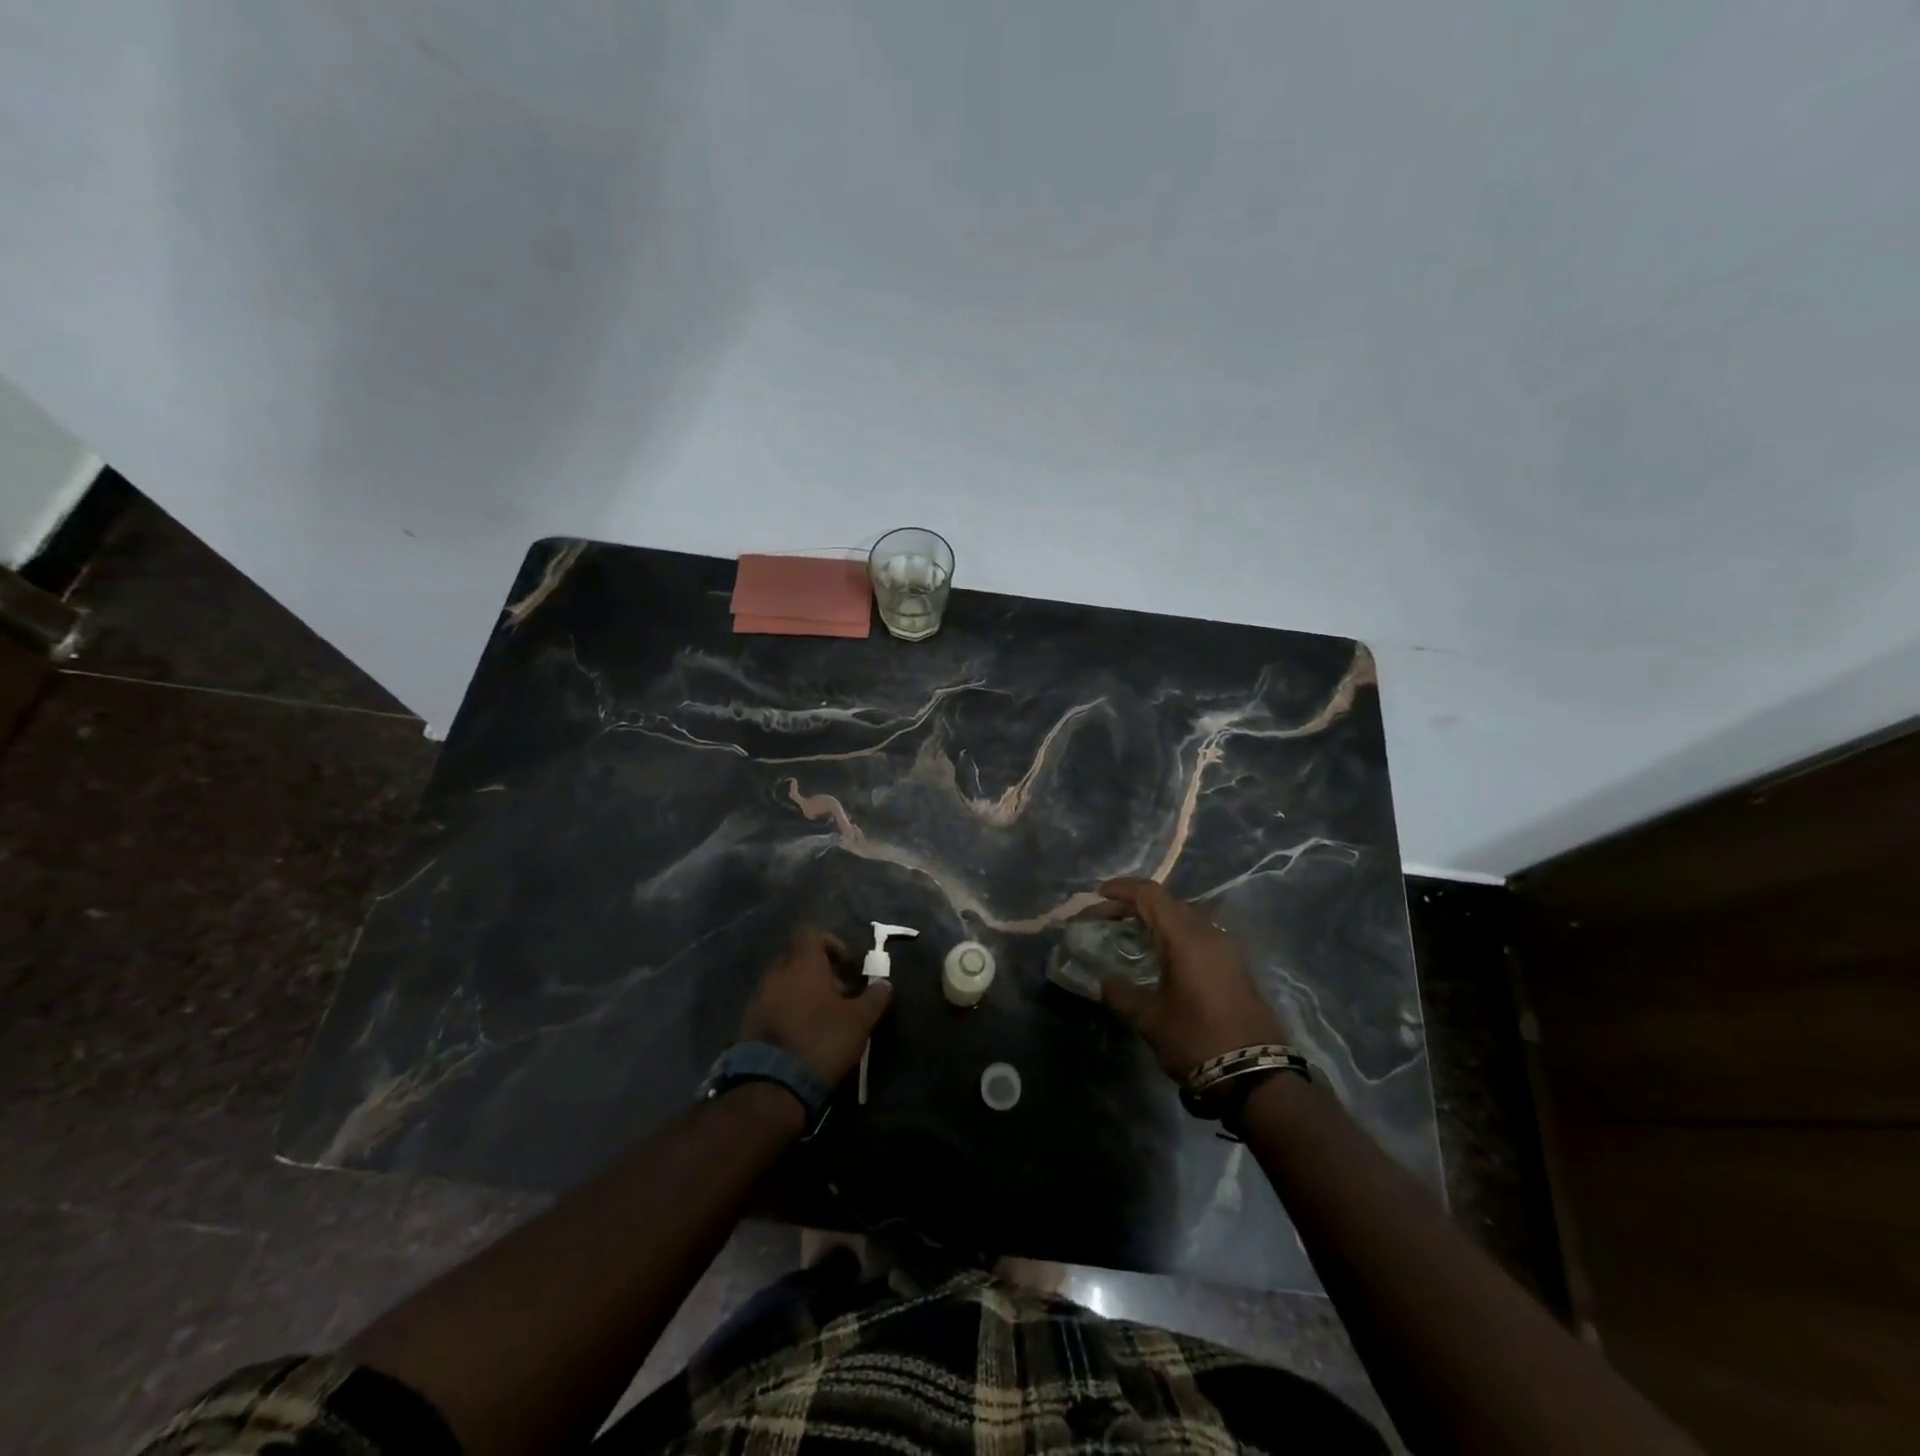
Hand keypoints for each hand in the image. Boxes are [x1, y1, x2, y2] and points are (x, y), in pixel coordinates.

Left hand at [739, 925, 891, 1085]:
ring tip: (823, 1016)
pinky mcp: (749, 1021)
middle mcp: (777, 973)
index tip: (847, 966)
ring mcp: (759, 997)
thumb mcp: (859, 1020)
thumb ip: (875, 997)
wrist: (771, 1085)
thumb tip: (884, 983)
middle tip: (840, 993)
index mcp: (802, 964)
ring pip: (785, 981)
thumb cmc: (821, 1041)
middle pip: (798, 957)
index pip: (811, 933)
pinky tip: (804, 1032)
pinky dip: (789, 1009)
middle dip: (819, 969)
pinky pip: (773, 1003)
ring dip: (804, 990)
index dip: (831, 943)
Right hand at [1093, 878, 1288, 1079]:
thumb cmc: (1197, 1040)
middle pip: (1167, 902)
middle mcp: (1208, 932)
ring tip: (1129, 933)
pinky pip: (1198, 934)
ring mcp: (1227, 948)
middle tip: (1106, 916)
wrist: (1256, 1075)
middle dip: (1134, 903)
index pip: (1150, 894)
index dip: (1121, 889)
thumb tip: (1102, 982)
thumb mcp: (1149, 1019)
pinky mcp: (1235, 964)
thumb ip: (1121, 994)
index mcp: (1185, 936)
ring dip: (1156, 918)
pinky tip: (1160, 954)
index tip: (1096, 895)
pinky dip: (1174, 934)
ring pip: (1185, 917)